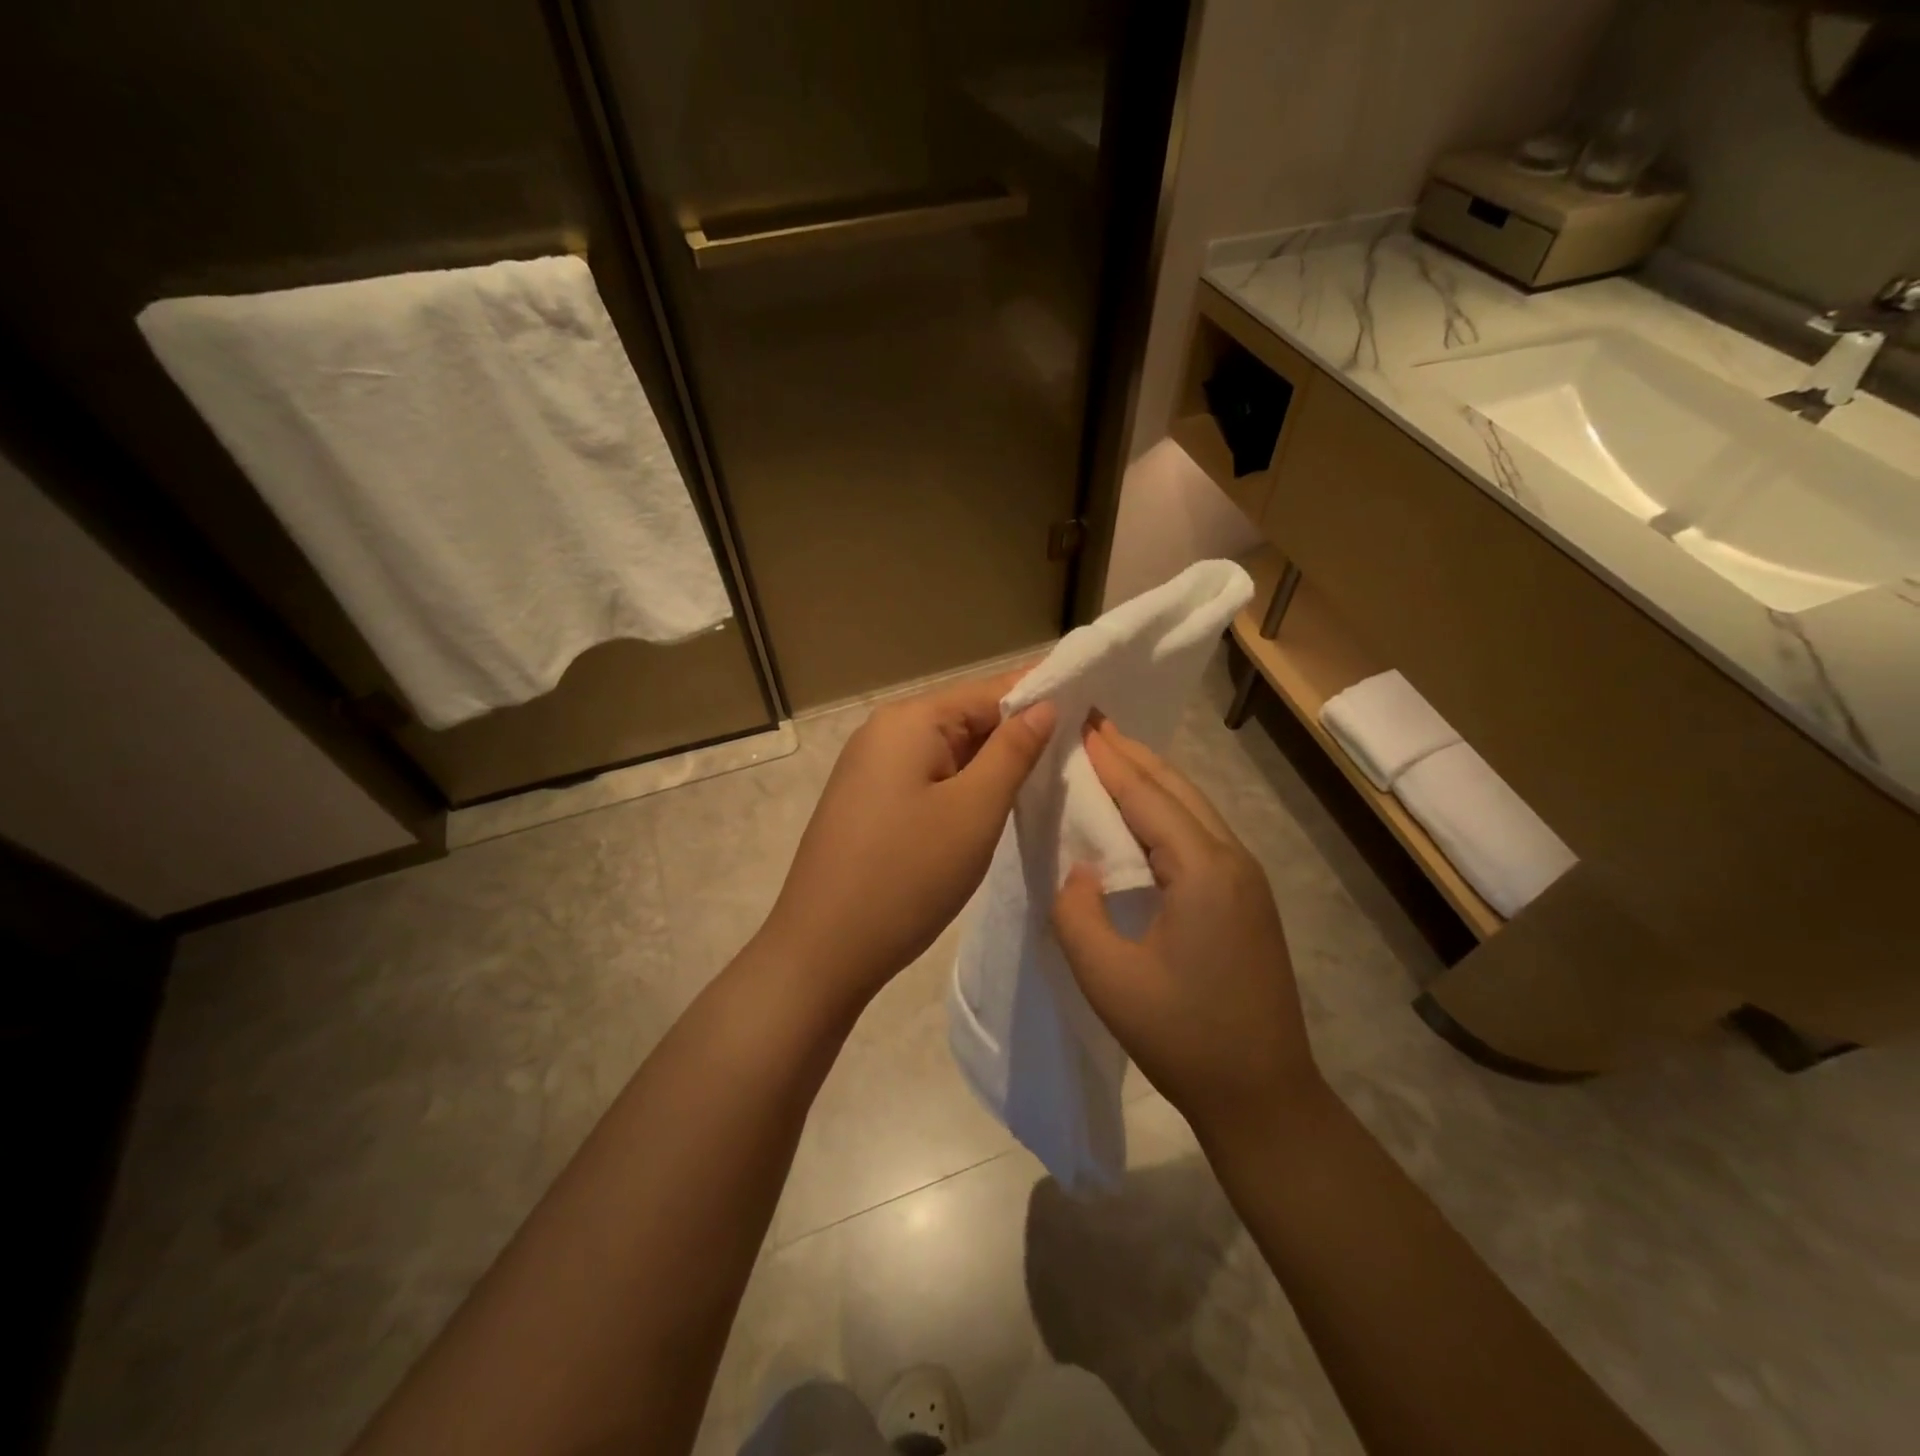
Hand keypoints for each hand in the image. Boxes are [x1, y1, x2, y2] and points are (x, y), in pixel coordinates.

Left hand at [761, 671, 1055, 1006]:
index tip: (1090, 712)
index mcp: (909, 721)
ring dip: (991, 768)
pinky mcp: (868, 802)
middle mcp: (884, 732)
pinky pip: (927, 779)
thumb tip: (1044, 704)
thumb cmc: (907, 875)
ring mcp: (871, 768)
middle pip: (966, 719)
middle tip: (1077, 757)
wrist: (822, 950)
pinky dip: (962, 789)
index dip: (1040, 699)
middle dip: (1018, 737)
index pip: (989, 691)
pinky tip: (991, 809)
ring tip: (1045, 783)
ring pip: (949, 753)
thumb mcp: (974, 811)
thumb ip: (1013, 752)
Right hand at [1051, 717, 1320, 1144]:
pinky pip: (1200, 835)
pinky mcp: (1246, 899)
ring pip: (1193, 809)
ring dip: (1151, 779)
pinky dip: (1166, 811)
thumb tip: (1078, 868)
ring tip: (1111, 755)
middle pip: (1176, 790)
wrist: (1262, 1096)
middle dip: (1133, 754)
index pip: (1147, 796)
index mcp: (1202, 870)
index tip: (1080, 722)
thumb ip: (1075, 911)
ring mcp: (1246, 879)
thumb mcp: (1107, 977)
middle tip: (1093, 723)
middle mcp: (1232, 860)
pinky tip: (1141, 814)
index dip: (1110, 759)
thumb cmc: (1182, 1036)